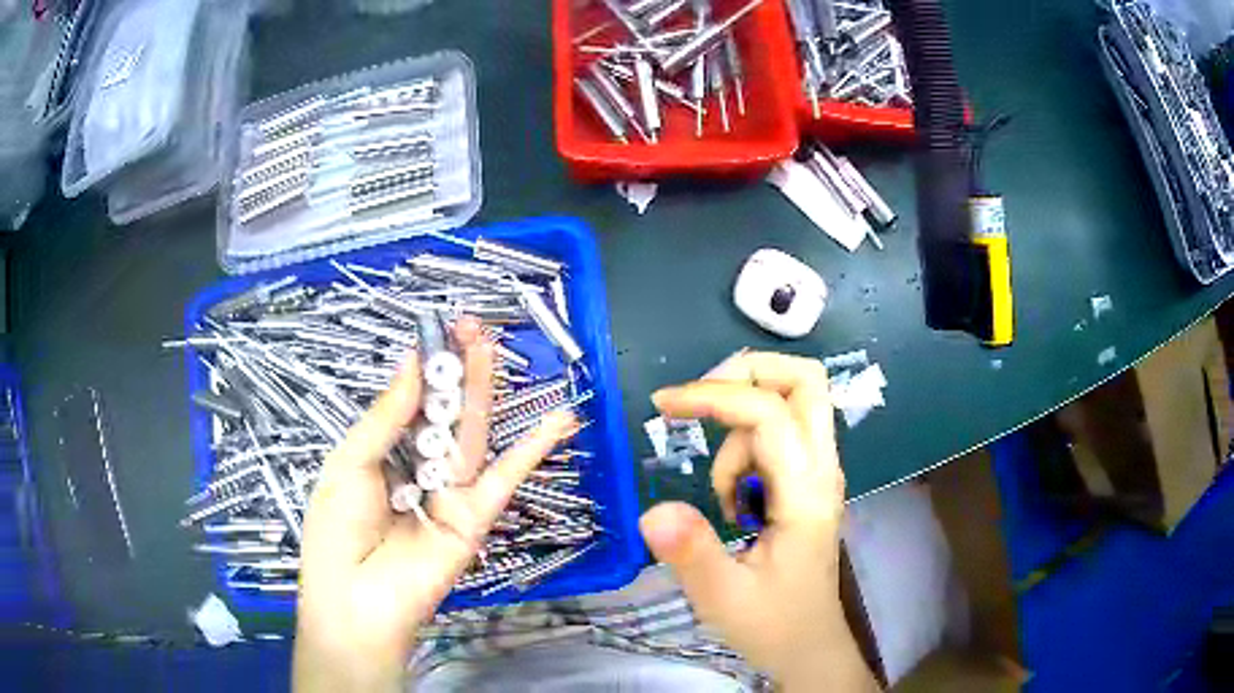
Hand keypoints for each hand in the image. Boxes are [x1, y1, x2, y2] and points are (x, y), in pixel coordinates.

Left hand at [293, 318, 576, 692]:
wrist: (357, 600)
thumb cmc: (337, 530)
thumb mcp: (350, 464)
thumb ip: (385, 416)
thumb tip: (411, 362)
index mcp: (384, 455)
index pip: (410, 403)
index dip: (424, 367)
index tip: (438, 329)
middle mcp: (419, 469)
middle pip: (444, 413)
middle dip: (457, 370)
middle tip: (472, 326)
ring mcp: (451, 492)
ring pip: (474, 434)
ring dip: (487, 392)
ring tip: (495, 347)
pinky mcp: (476, 516)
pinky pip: (507, 478)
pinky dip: (535, 450)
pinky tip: (561, 421)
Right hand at [639, 351, 878, 691]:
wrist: (809, 646)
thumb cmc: (773, 624)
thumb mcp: (724, 597)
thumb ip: (691, 552)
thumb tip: (651, 511)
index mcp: (806, 493)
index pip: (769, 414)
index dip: (714, 396)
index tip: (663, 406)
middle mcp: (821, 469)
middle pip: (804, 380)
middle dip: (746, 373)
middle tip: (698, 402)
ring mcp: (817, 472)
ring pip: (786, 404)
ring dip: (738, 430)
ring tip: (722, 499)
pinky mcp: (806, 482)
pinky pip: (776, 435)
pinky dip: (744, 450)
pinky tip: (733, 504)